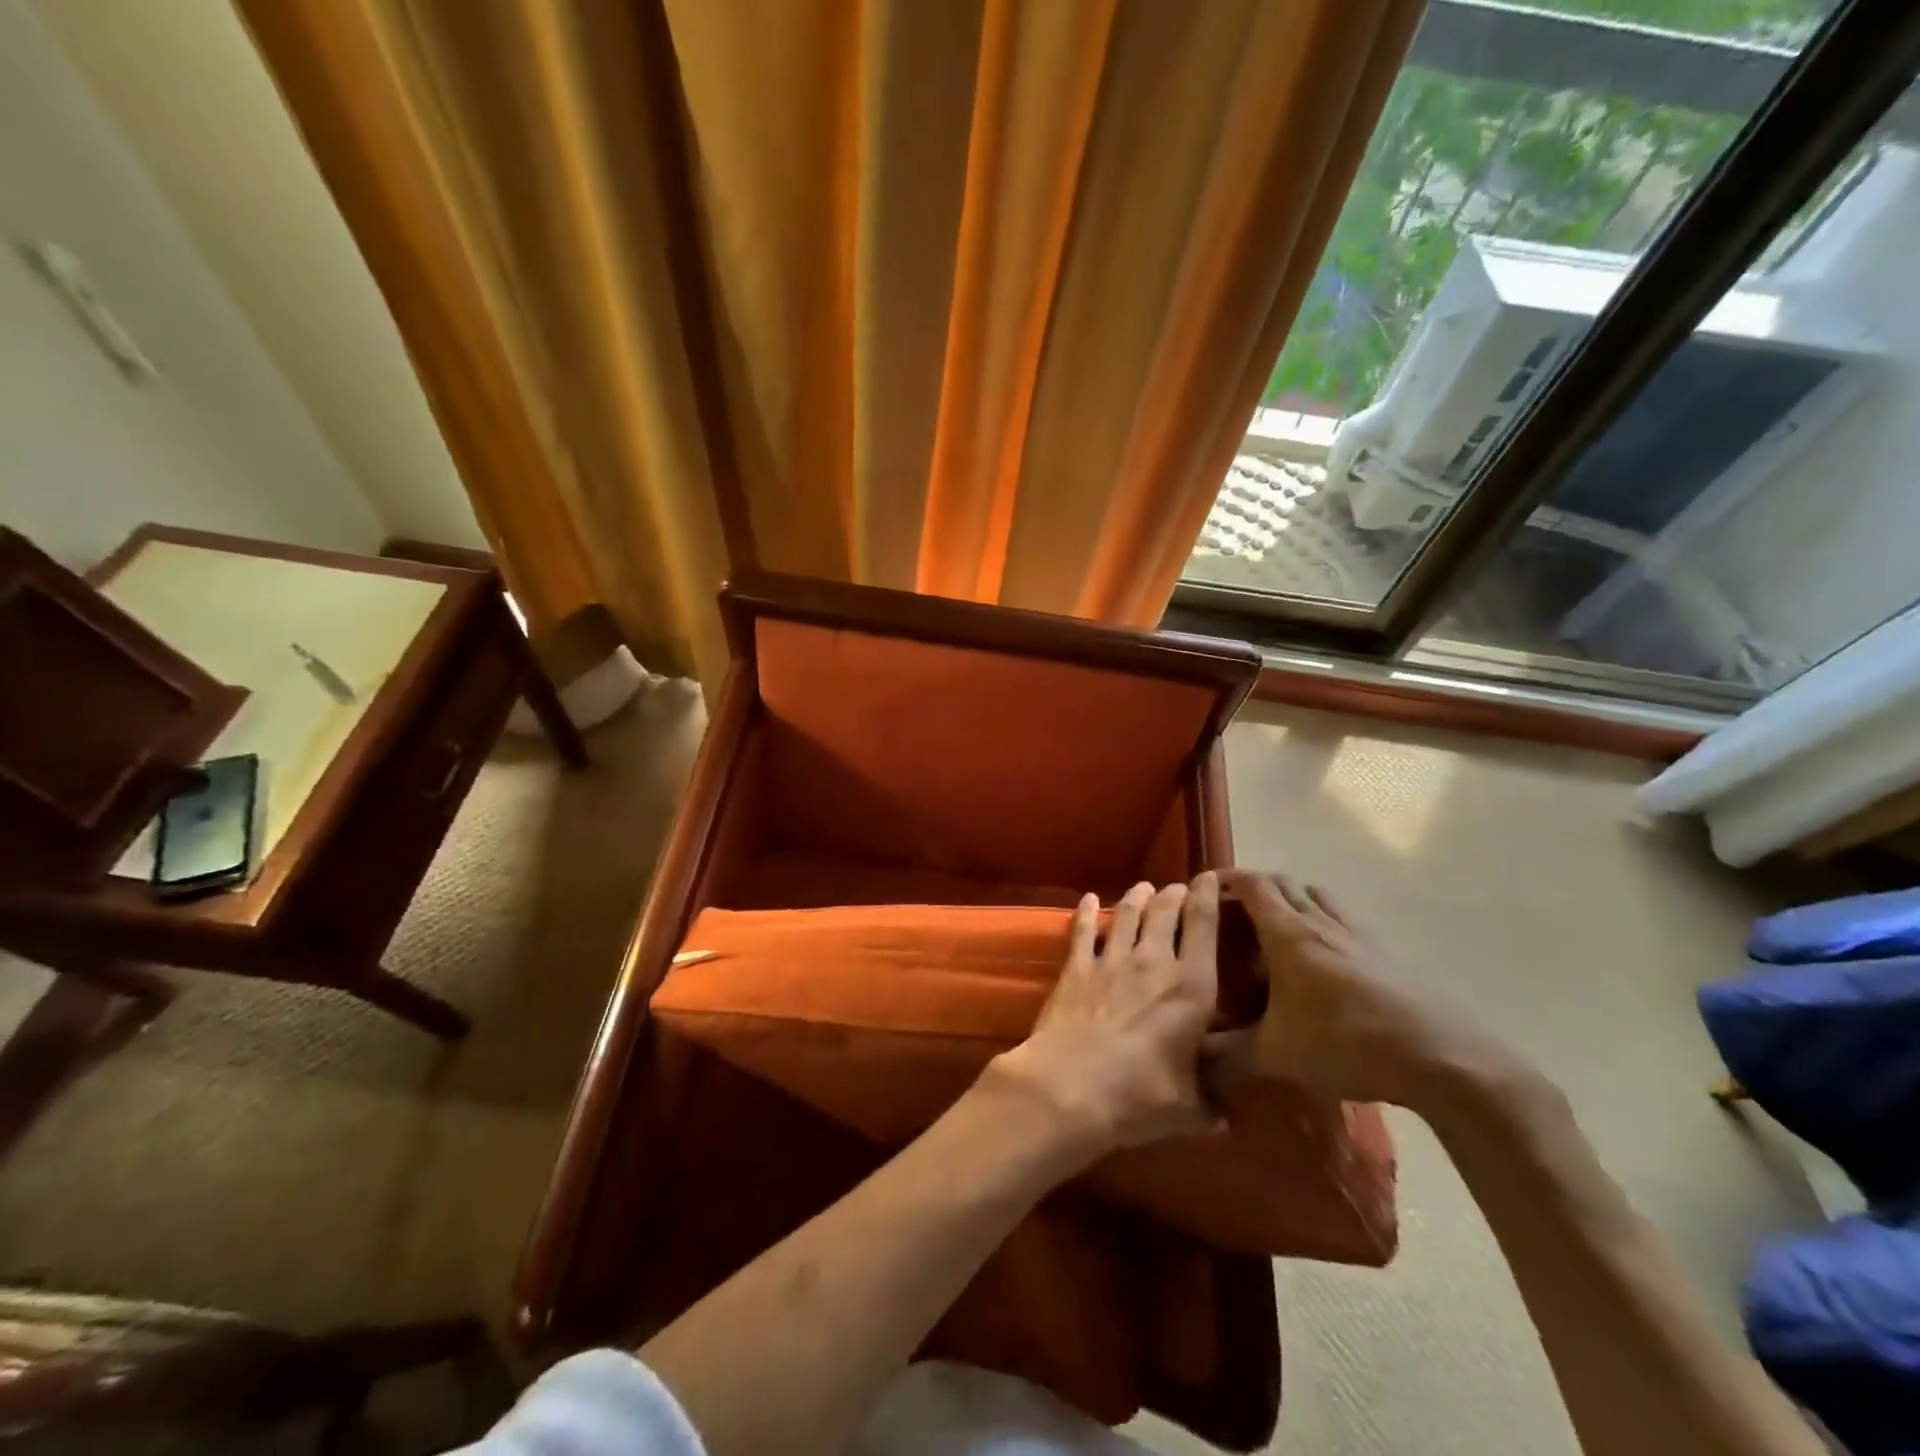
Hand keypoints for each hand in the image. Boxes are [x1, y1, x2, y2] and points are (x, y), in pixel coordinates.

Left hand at [990, 876, 1222, 1166]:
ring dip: (1137, 897)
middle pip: (1165, 912)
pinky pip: (1083, 931)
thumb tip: (1225, 1117)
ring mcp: (1111, 960)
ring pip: (1127, 914)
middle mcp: (1154, 962)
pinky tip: (1088, 900)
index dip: (1208, 897)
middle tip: (1177, 888)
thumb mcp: (1188, 1108)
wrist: (1070, 1086)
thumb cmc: (1139, 1096)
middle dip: (1173, 894)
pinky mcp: (1076, 967)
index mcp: (1192, 988)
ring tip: (1143, 888)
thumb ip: (1209, 1105)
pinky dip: (1087, 912)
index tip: (1210, 878)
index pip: (1204, 927)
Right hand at [1208, 870, 1511, 1110]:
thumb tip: (1190, 1066)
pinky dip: (1322, 920)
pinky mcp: (1385, 952)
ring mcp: (1357, 934)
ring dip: (1291, 898)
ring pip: (1316, 895)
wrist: (1441, 1058)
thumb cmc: (1347, 1043)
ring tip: (1274, 927)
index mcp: (1288, 933)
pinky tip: (1321, 959)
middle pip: (1282, 883)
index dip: (1226, 879)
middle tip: (1232, 911)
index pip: (1252, 885)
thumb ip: (1226, 1057)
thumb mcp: (1276, 1055)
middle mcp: (1320, 921)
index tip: (1203, 888)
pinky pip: (1343, 918)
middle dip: (1253, 887)